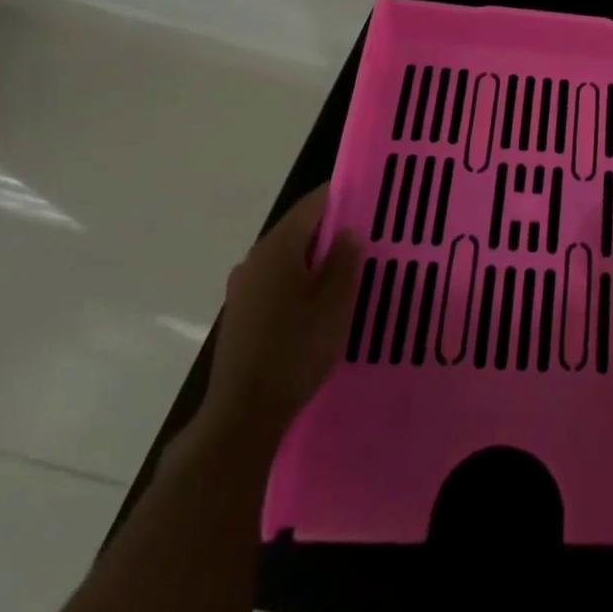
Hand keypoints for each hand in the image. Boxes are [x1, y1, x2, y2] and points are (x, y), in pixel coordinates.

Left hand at [202, 184, 364, 439]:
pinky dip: (301, 280)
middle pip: (299, 229)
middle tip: (368, 237)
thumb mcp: (334, 301)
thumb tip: (348, 230)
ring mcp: (243, 287)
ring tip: (349, 269)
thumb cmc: (296, 348)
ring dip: (316, 258)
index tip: (370, 200)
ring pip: (288, 257)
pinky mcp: (241, 314)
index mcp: (278, 247)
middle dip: (332, 230)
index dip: (342, 197)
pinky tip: (320, 301)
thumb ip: (344, 259)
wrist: (243, 414)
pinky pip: (277, 281)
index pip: (313, 204)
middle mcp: (255, 258)